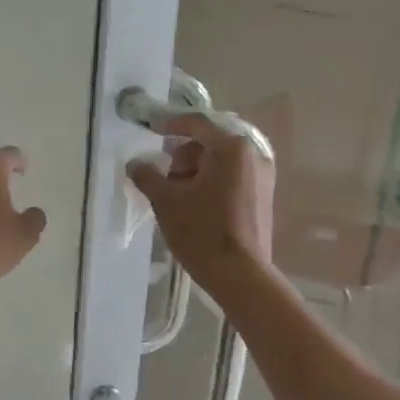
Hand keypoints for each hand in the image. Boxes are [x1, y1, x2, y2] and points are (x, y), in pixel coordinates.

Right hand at [126, 113, 274, 291]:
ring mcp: (262, 178)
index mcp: (231, 148)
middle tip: (162, 176)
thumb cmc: (201, 231)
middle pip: (209, 144)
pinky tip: (194, 205)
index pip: (196, 124)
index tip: (151, 129)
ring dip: (195, 171)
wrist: (240, 275)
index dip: (170, 124)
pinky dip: (211, 183)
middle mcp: (252, 156)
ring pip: (220, 163)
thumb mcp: (166, 200)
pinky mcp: (263, 198)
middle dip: (182, 156)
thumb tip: (135, 163)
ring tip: (175, 195)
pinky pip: (232, 178)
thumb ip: (147, 175)